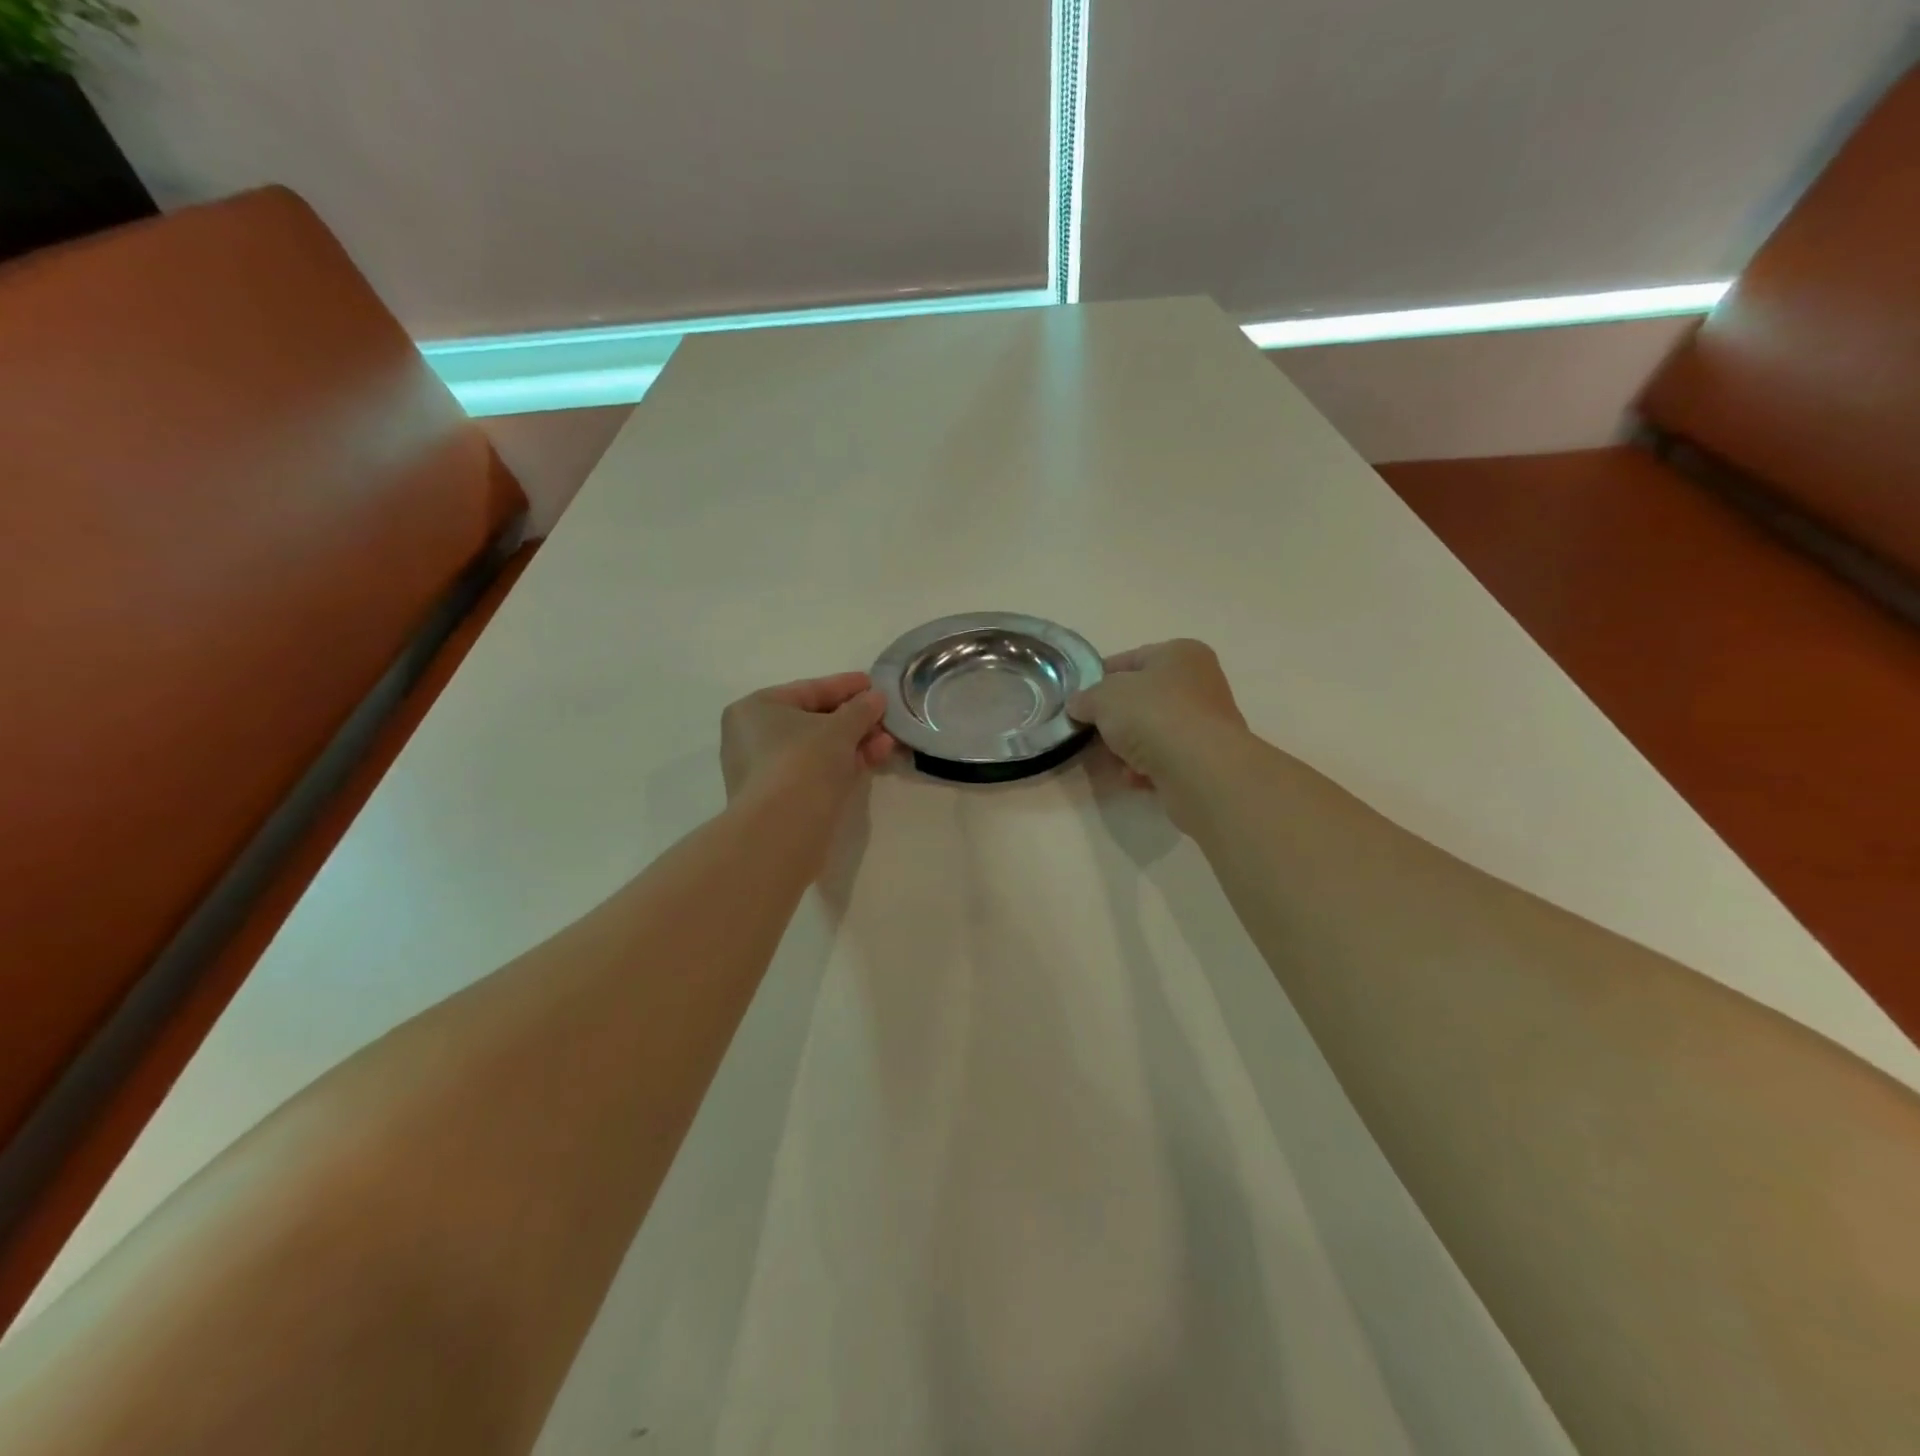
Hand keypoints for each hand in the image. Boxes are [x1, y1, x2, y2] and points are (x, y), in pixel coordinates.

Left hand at [720, 673, 895, 817]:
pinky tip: (872, 760)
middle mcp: (752, 737)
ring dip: (854, 743)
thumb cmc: (803, 762)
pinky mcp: (779, 800)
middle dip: (854, 720)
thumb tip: (876, 699)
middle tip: (886, 717)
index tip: (873, 684)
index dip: (844, 686)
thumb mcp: (839, 728)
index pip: (808, 690)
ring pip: (817, 749)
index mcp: (755, 709)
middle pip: (813, 721)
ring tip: (888, 742)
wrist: (782, 829)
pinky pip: (815, 772)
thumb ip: (860, 709)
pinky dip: (842, 764)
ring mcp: (764, 771)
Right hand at [1068, 640, 1248, 809]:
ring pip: (1153, 730)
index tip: (1079, 699)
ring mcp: (1206, 721)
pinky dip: (1146, 767)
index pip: (1130, 659)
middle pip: (1143, 698)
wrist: (1199, 768)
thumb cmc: (1152, 715)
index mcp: (1180, 653)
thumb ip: (1086, 698)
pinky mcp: (1206, 758)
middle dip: (1114, 718)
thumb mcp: (1104, 697)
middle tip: (1090, 732)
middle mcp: (1200, 682)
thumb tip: (1077, 705)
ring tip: (1111, 760)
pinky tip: (1133, 776)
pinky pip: (1165, 758)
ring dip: (1128, 746)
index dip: (1100, 678)